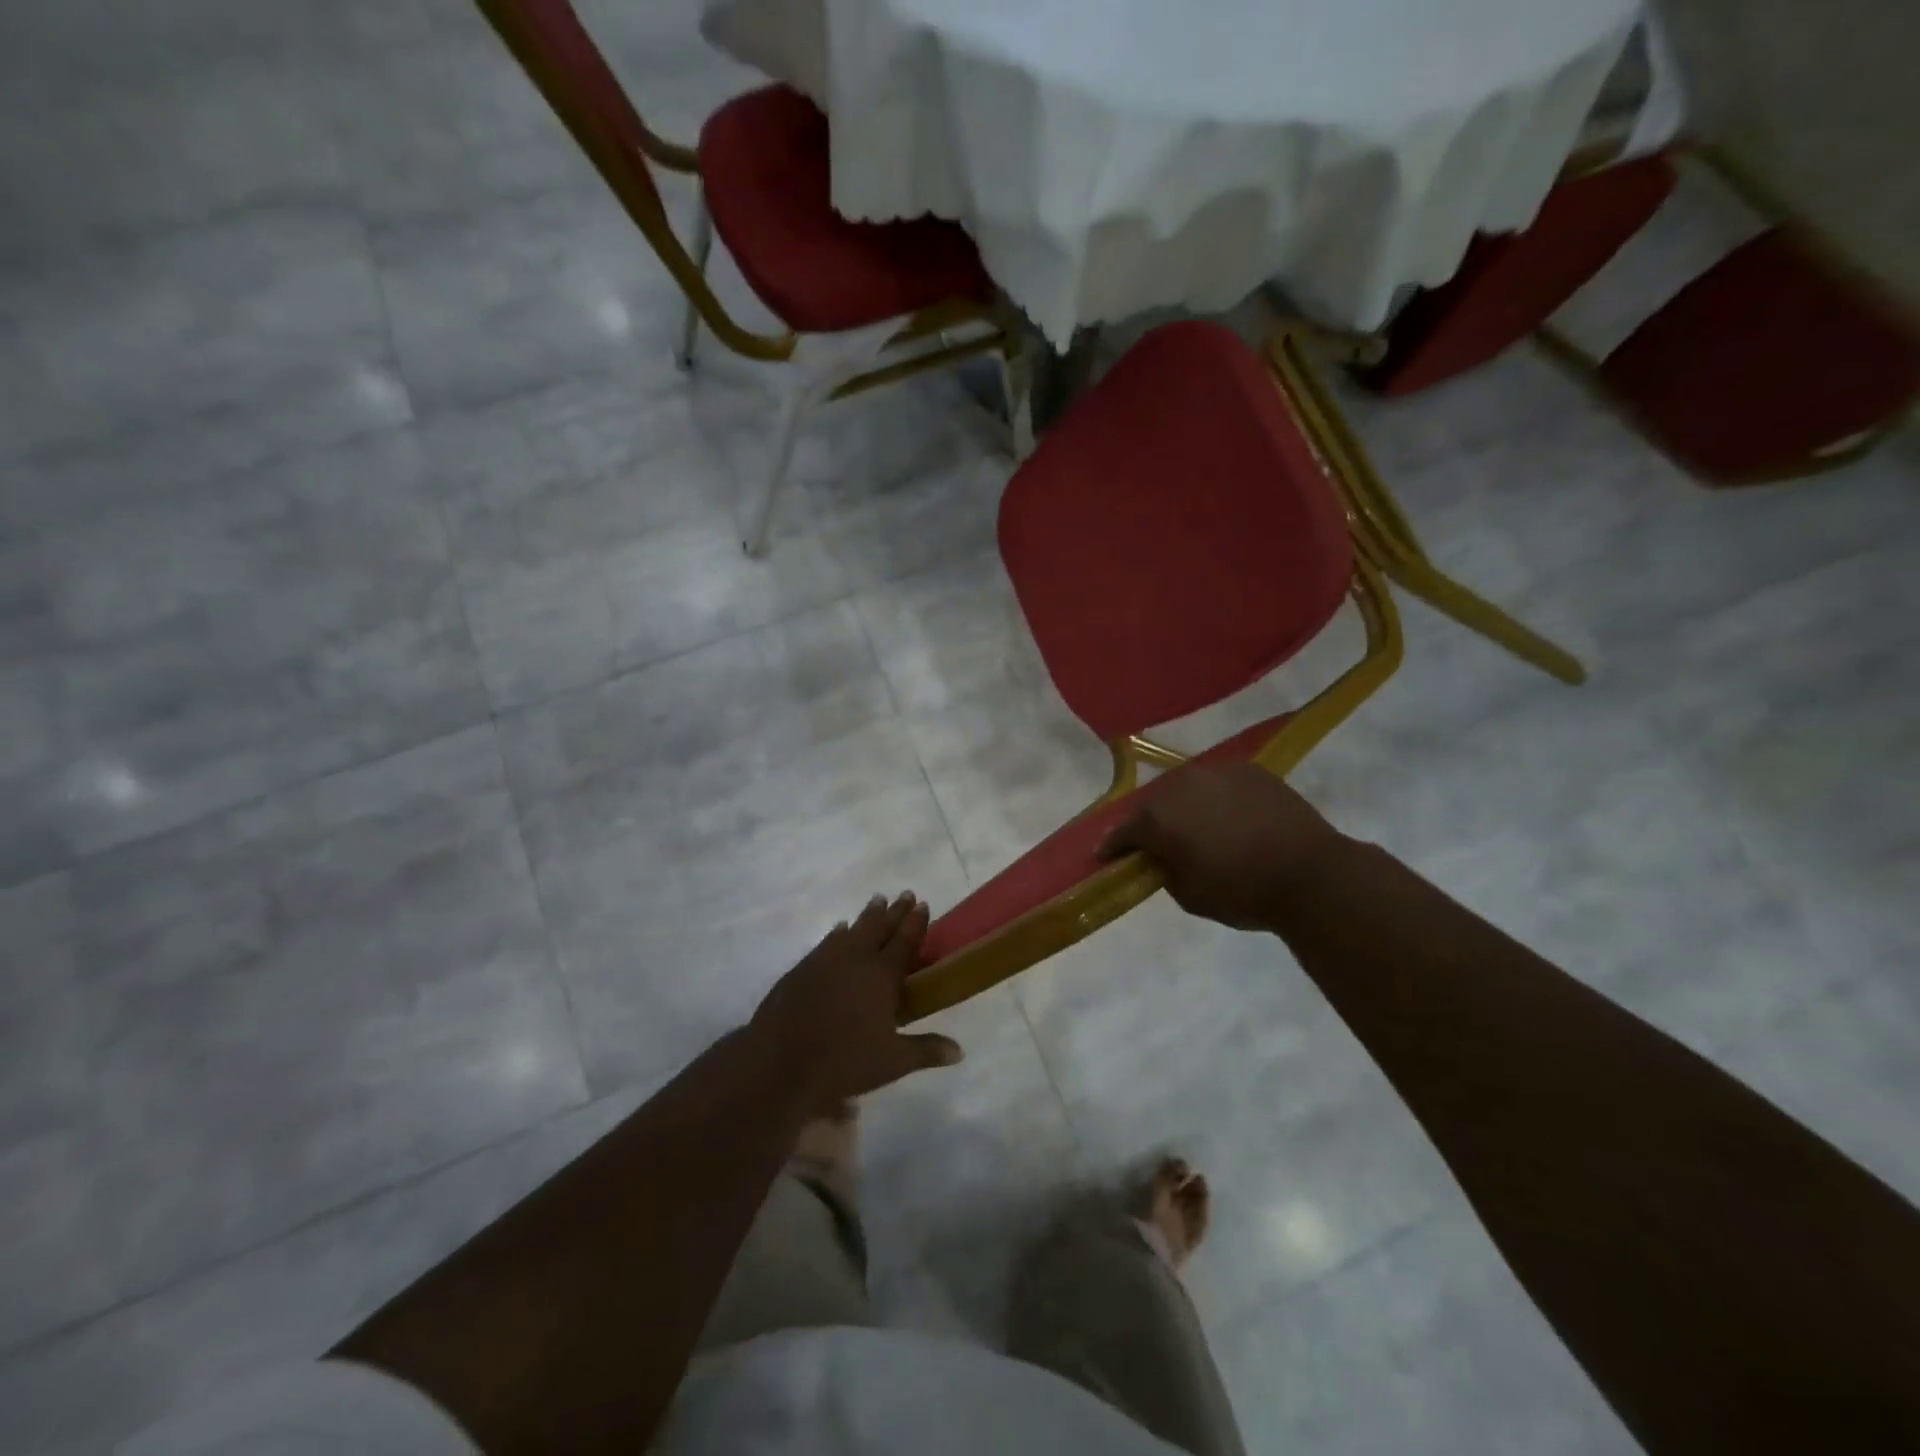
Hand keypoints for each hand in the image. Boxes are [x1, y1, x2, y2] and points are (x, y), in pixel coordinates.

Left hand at [751, 892, 962, 1108]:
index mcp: (882, 975)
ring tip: (876, 901)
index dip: (915, 922)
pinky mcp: (802, 969)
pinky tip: (839, 929)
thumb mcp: (892, 1062)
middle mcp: (856, 959)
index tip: (923, 904)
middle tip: (904, 894)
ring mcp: (826, 960)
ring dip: (867, 915)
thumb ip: (926, 1050)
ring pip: (852, 929)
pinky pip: (827, 942)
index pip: (904, 942)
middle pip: (879, 927)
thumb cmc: (843, 1060)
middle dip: (894, 911)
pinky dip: (837, 933)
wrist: (780, 1061)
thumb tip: (959, 1052)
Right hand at [1098, 763, 1341, 930]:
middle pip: (1152, 802)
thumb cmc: (1241, 892)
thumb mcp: (1187, 895)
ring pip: (1186, 787)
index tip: (1105, 857)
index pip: (1122, 832)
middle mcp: (1179, 785)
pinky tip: (1229, 816)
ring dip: (1183, 805)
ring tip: (1194, 825)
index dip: (1112, 847)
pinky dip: (1216, 798)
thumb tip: (1162, 856)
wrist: (1309, 874)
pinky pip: (1219, 783)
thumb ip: (1164, 870)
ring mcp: (1215, 772)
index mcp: (1157, 818)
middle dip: (1149, 822)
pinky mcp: (1248, 770)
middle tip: (1156, 841)